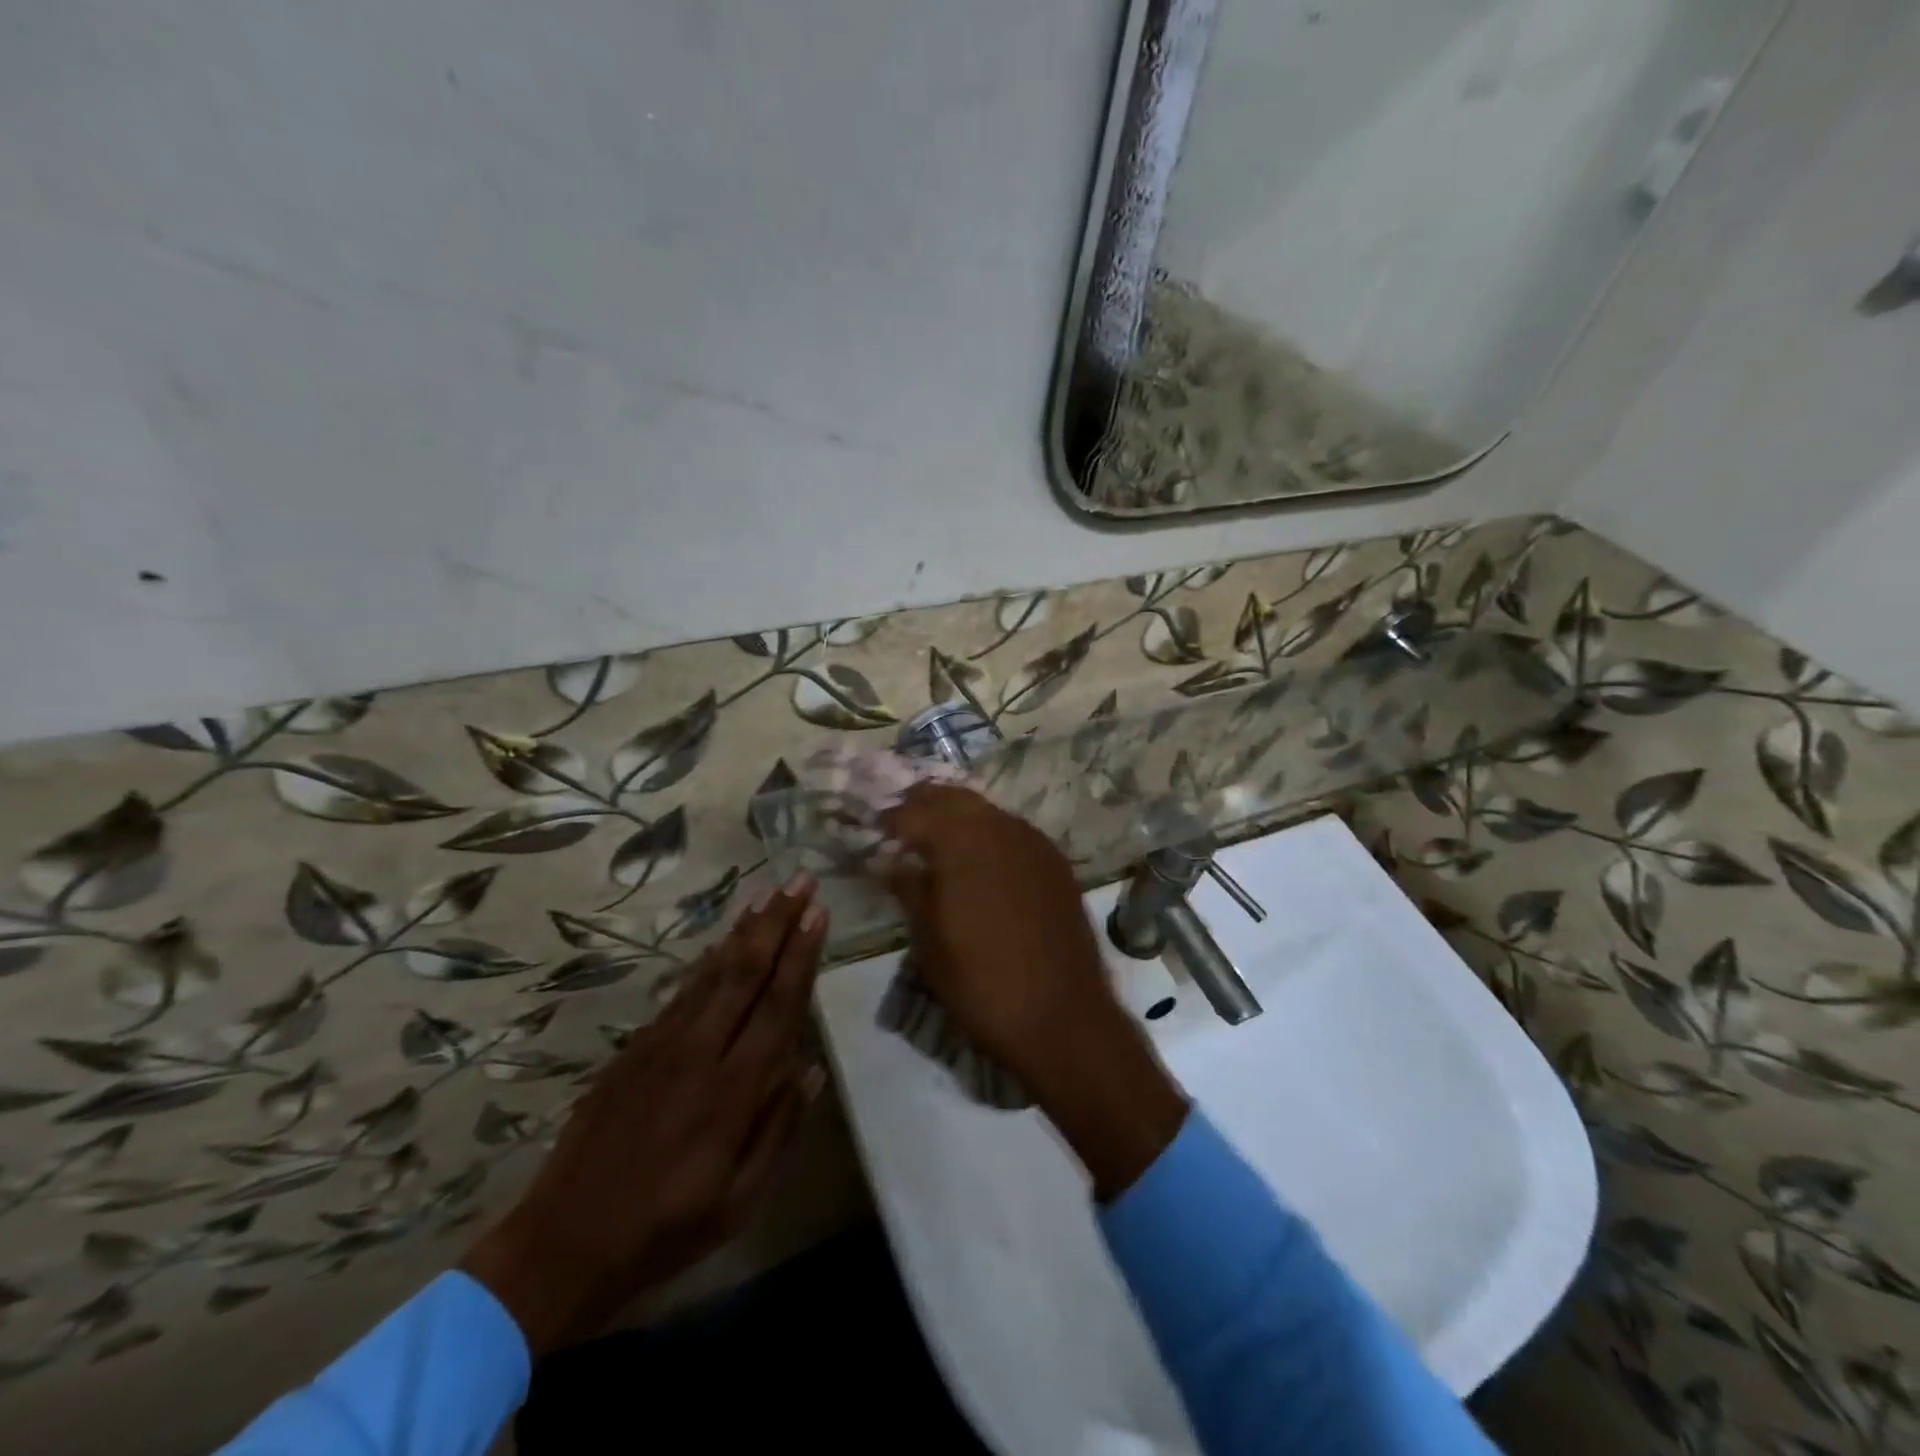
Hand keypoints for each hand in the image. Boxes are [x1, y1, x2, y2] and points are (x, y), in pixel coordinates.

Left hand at [462, 876, 828, 1355]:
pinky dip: (708, 960)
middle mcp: (699, 1053)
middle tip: (800, 881)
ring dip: (744, 930)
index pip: (777, 1006)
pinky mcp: (634, 1049)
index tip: (818, 913)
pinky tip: (723, 942)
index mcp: (731, 1091)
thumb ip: (778, 1130)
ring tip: (768, 894)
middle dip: (777, 922)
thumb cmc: (664, 1229)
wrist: (562, 1243)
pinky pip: (682, 992)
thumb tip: (810, 1069)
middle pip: (745, 972)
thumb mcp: (738, 1202)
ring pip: (712, 973)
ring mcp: (661, 1046)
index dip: (801, 955)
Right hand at [881, 786, 1186, 1199]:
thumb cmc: (981, 982)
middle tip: (900, 822)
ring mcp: (1034, 843)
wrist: (1061, 1017)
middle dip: (923, 804)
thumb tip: (890, 859)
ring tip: (935, 838)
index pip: (915, 812)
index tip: (873, 830)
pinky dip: (988, 832)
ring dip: (957, 815)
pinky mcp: (1056, 863)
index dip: (890, 818)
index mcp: (962, 841)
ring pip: (987, 811)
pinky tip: (979, 858)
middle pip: (954, 798)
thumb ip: (909, 887)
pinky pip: (1013, 831)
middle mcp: (1000, 828)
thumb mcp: (929, 939)